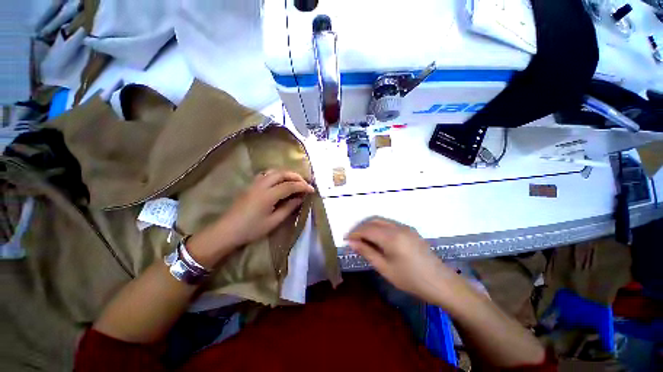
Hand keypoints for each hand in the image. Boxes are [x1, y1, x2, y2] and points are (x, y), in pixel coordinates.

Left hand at [188, 170, 313, 266]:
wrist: (227, 231)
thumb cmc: (251, 229)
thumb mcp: (273, 221)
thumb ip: (288, 208)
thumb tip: (300, 199)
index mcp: (268, 195)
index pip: (290, 186)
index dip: (303, 186)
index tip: (312, 190)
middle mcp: (261, 185)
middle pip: (282, 173)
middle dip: (296, 176)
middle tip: (305, 183)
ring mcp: (254, 183)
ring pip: (274, 171)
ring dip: (287, 174)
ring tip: (295, 181)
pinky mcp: (251, 185)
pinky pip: (266, 174)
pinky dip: (277, 175)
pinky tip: (280, 182)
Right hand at [346, 218, 455, 302]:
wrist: (440, 283)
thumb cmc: (410, 279)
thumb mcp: (385, 268)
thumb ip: (367, 252)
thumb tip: (352, 242)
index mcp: (391, 237)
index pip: (367, 229)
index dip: (355, 233)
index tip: (346, 239)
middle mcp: (397, 227)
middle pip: (373, 221)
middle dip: (361, 227)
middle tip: (353, 238)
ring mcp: (405, 227)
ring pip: (381, 221)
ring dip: (370, 226)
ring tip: (363, 238)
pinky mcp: (410, 230)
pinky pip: (390, 224)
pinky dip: (379, 228)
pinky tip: (377, 238)